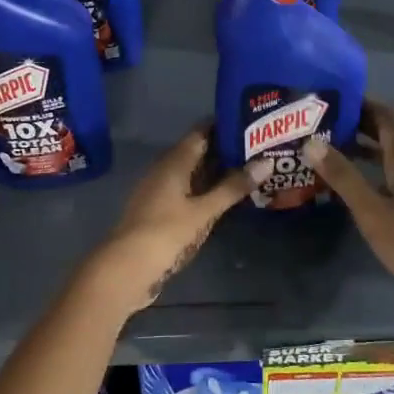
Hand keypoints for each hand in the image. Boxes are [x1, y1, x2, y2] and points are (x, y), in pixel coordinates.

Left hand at [91, 126, 266, 309]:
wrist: (126, 269)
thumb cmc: (166, 233)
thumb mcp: (204, 211)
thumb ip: (233, 187)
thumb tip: (266, 161)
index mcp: (173, 162)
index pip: (201, 133)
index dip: (224, 125)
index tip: (252, 123)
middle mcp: (165, 170)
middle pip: (198, 152)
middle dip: (226, 150)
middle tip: (261, 148)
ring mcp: (161, 192)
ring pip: (194, 174)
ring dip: (218, 173)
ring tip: (251, 171)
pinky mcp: (161, 212)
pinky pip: (188, 192)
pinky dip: (208, 191)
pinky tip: (227, 199)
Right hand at [301, 100, 393, 323]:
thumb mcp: (371, 210)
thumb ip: (343, 177)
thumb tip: (311, 143)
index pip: (387, 117)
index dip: (364, 103)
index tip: (333, 97)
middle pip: (387, 133)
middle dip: (358, 122)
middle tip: (321, 120)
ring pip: (387, 154)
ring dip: (361, 145)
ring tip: (326, 144)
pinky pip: (387, 173)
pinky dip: (367, 167)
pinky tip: (346, 179)